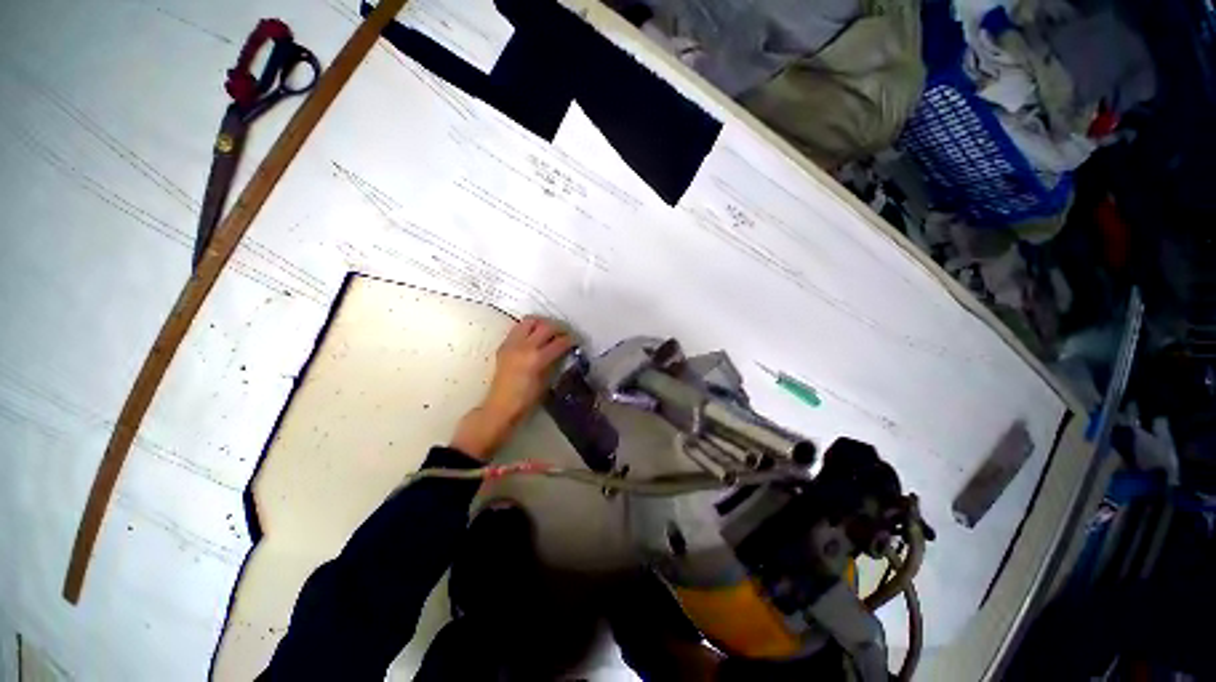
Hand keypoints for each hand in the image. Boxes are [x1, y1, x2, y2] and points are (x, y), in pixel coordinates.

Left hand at [451, 316, 573, 460]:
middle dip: (559, 327)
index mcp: (537, 358)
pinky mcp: (504, 345)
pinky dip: (530, 328)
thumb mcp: (546, 381)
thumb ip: (554, 362)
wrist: (501, 406)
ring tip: (549, 330)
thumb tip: (563, 351)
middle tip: (565, 333)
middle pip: (546, 326)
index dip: (570, 340)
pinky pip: (519, 328)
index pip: (559, 342)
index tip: (576, 340)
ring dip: (543, 323)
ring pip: (530, 321)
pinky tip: (535, 336)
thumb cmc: (527, 399)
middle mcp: (524, 346)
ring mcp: (512, 344)